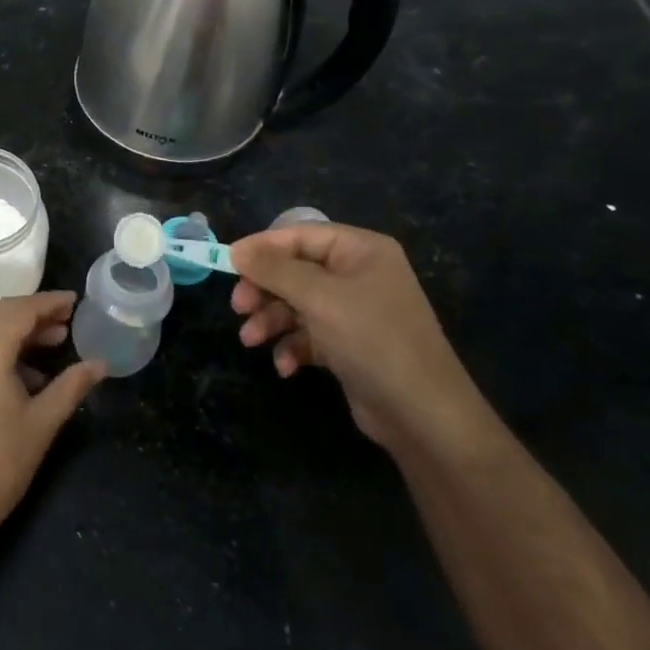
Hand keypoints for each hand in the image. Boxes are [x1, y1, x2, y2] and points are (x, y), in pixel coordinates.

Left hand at [0, 291, 105, 558]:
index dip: (49, 303)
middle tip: (66, 322)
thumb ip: (71, 386)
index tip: (74, 301)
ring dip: (15, 333)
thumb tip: (100, 363)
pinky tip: (23, 375)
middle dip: (33, 315)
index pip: (20, 310)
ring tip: (51, 346)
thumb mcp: (42, 423)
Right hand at [230, 223, 481, 447]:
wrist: (422, 414)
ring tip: (251, 341)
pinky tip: (286, 366)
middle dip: (264, 290)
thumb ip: (274, 269)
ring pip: (296, 304)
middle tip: (238, 308)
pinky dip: (292, 347)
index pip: (300, 235)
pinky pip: (309, 334)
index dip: (262, 247)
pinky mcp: (348, 345)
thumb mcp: (319, 297)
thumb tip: (235, 249)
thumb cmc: (372, 340)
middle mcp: (358, 275)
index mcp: (360, 250)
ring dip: (271, 321)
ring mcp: (354, 311)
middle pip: (294, 270)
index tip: (227, 264)